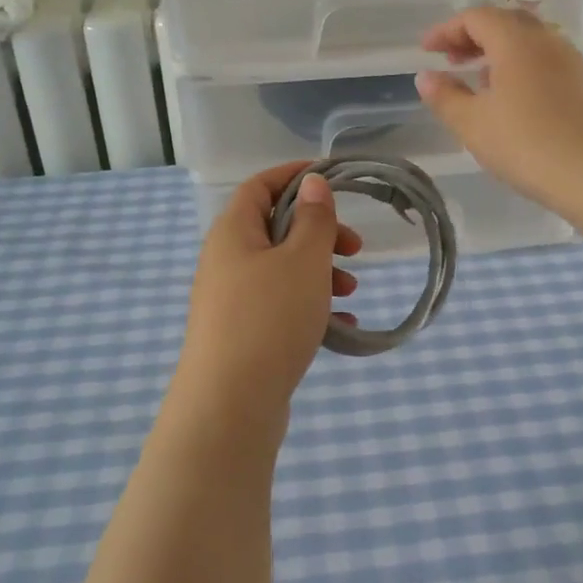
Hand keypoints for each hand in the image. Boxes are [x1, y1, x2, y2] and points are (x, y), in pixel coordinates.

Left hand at [169, 163, 363, 439]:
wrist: (229, 407)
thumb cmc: (269, 319)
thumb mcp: (303, 261)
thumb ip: (314, 219)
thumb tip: (311, 182)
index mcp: (233, 233)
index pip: (260, 186)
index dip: (294, 175)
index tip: (333, 178)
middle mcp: (226, 261)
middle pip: (275, 228)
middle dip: (319, 232)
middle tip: (355, 247)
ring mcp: (231, 300)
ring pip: (282, 269)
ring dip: (320, 271)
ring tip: (351, 290)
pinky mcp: (241, 334)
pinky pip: (280, 306)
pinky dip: (310, 306)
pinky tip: (341, 326)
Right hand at [416, 6, 582, 214]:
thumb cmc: (529, 145)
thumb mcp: (474, 125)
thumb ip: (446, 98)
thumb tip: (426, 77)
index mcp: (516, 42)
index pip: (476, 17)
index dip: (447, 29)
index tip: (426, 50)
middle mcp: (548, 41)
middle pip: (506, 23)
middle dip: (474, 37)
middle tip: (452, 60)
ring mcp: (574, 63)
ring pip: (530, 44)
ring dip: (500, 54)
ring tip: (481, 83)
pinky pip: (548, 65)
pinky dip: (523, 71)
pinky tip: (517, 104)